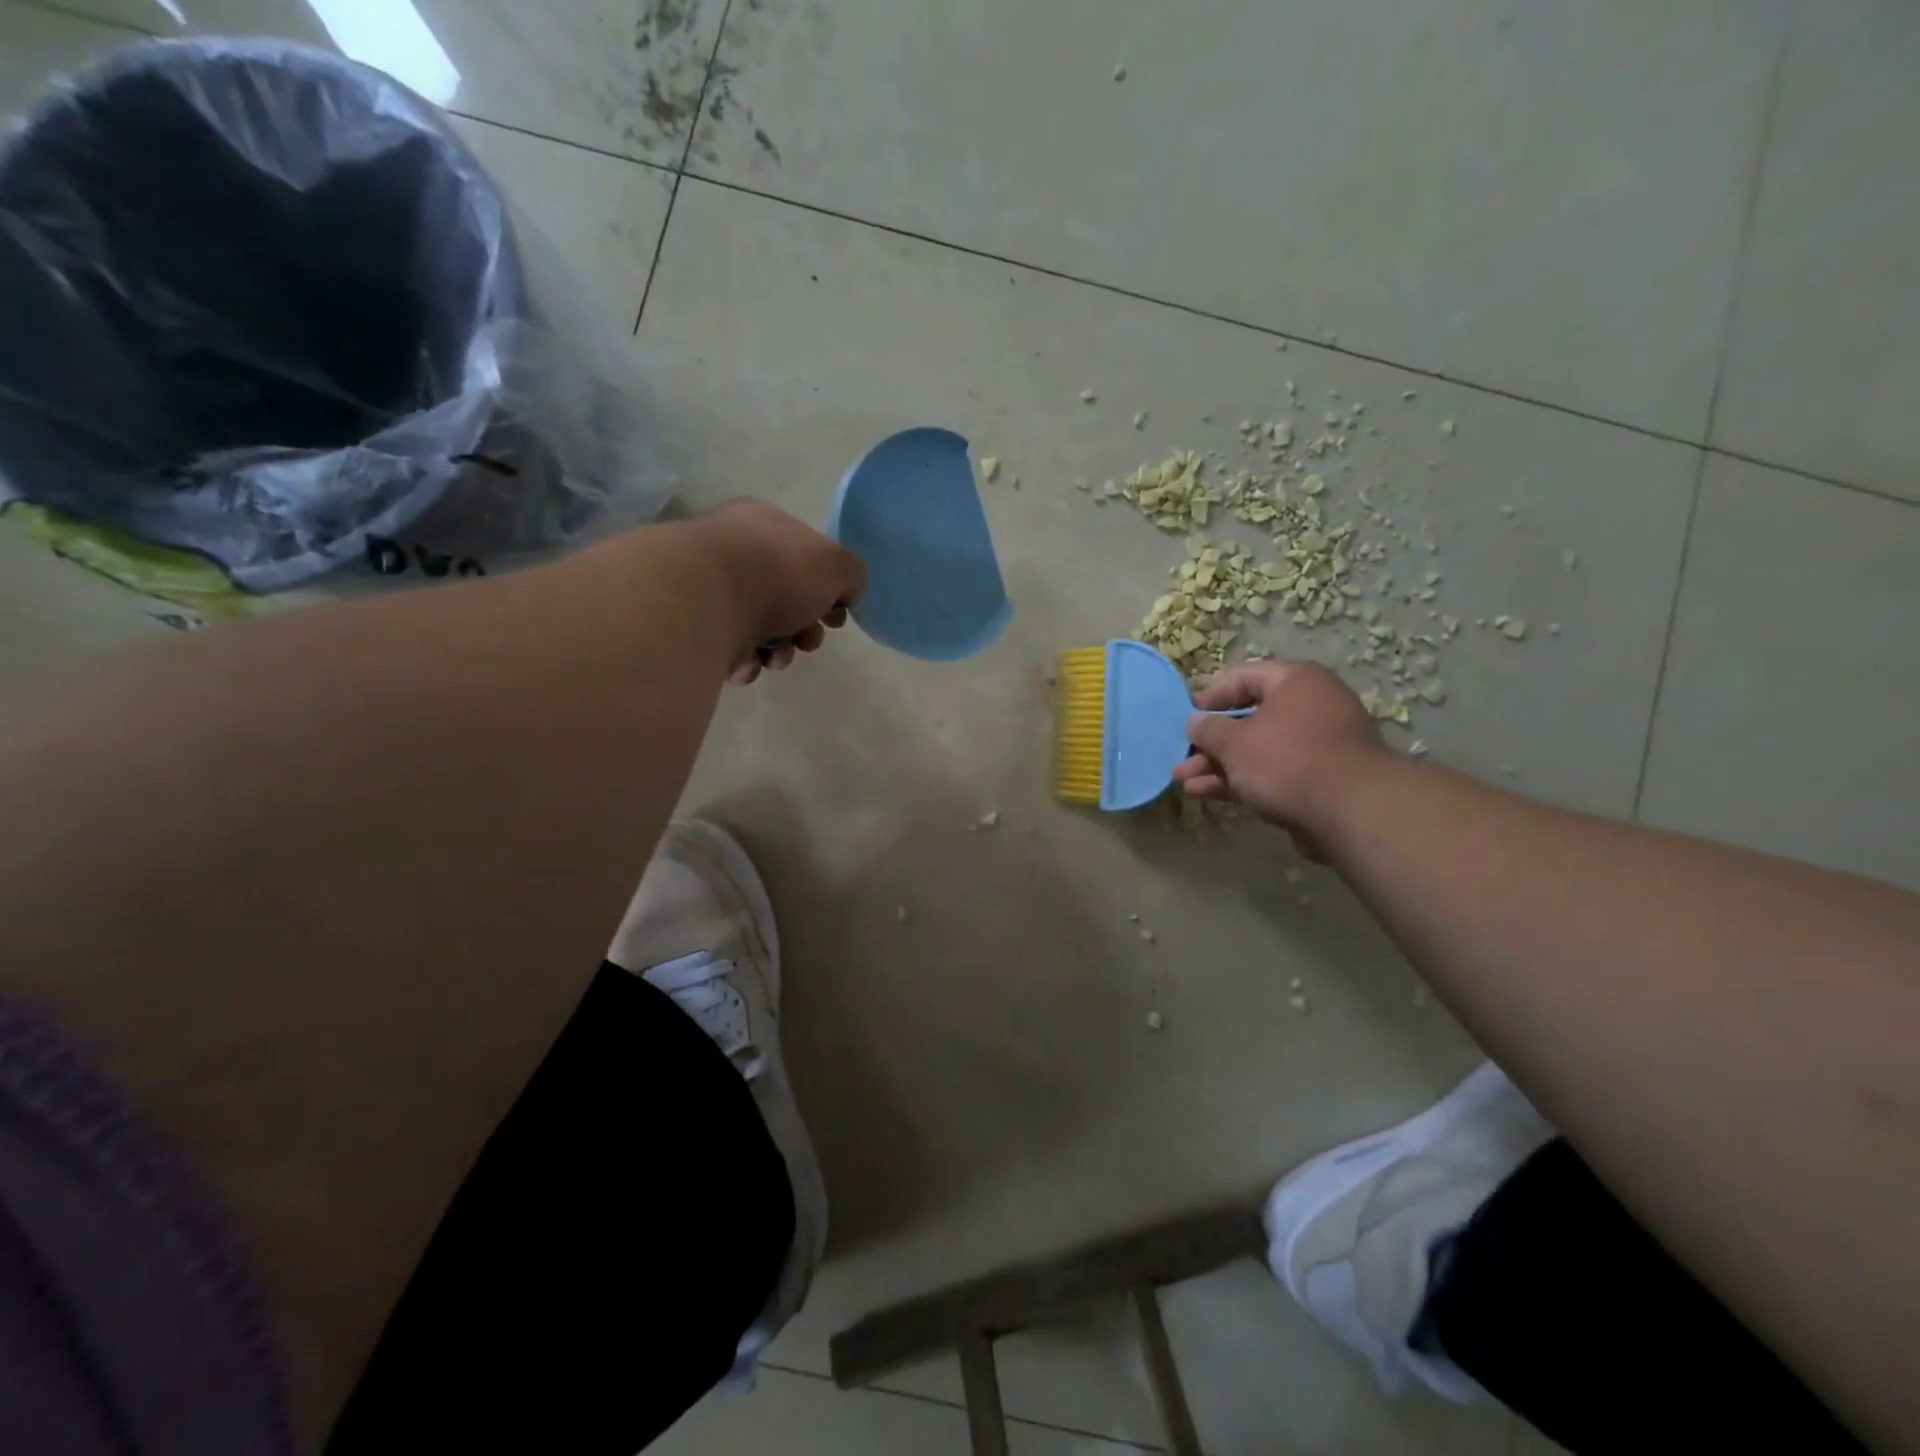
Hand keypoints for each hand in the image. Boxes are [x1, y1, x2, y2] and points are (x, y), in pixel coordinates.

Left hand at [695, 500, 865, 684]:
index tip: (836, 617)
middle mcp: (732, 550)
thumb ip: (851, 576)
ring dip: (778, 650)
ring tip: (775, 658)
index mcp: (764, 523)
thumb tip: (843, 594)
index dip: (828, 591)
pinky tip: (748, 663)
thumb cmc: (778, 573)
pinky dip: (745, 661)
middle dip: (804, 629)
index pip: (805, 556)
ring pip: (758, 628)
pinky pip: (729, 648)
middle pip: (785, 598)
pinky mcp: (692, 624)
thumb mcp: (837, 566)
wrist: (708, 601)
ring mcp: (708, 588)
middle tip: (808, 641)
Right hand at [1173, 660, 1388, 856]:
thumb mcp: (1235, 742)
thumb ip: (1209, 730)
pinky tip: (1205, 793)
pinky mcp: (1317, 779)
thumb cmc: (1287, 761)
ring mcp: (1316, 745)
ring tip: (1184, 781)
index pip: (1244, 677)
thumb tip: (1195, 722)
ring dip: (1219, 765)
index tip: (1186, 716)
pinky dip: (1240, 781)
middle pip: (1249, 718)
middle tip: (1182, 756)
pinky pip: (1271, 773)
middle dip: (1210, 742)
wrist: (1352, 813)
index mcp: (1296, 682)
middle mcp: (1310, 707)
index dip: (1211, 696)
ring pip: (1257, 750)